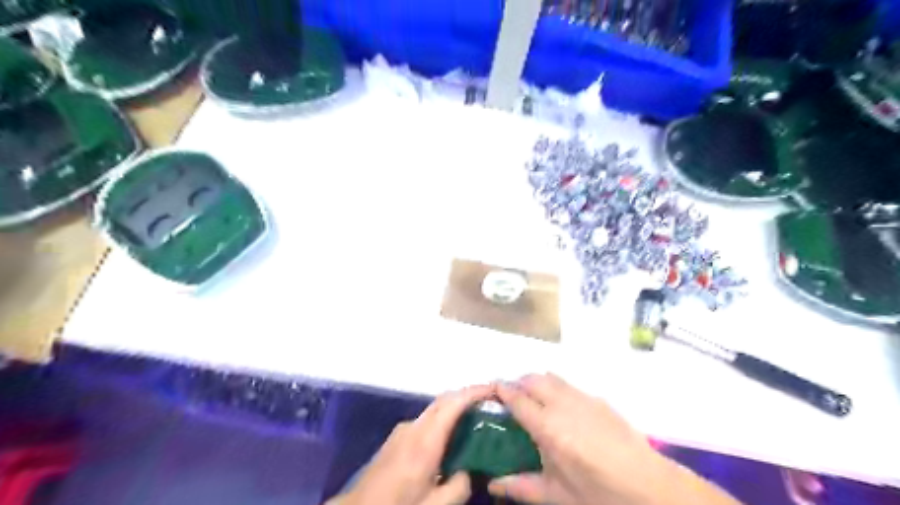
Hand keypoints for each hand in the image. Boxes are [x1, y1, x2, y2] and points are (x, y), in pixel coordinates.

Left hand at [330, 386, 495, 503]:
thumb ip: (459, 486)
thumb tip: (470, 469)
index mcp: (425, 440)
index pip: (453, 403)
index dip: (475, 392)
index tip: (495, 389)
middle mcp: (413, 427)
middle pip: (444, 401)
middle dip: (467, 396)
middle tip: (491, 403)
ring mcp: (402, 430)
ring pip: (434, 411)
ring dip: (454, 410)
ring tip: (475, 421)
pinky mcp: (395, 438)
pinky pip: (425, 422)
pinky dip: (441, 422)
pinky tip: (450, 440)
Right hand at [489, 373, 740, 503]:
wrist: (650, 488)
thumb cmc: (599, 495)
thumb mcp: (557, 496)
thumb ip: (521, 486)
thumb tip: (492, 485)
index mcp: (547, 427)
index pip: (516, 397)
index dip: (500, 390)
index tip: (490, 391)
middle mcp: (562, 404)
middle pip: (532, 379)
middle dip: (517, 382)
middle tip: (511, 399)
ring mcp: (583, 398)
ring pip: (551, 377)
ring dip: (537, 382)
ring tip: (534, 400)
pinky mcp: (599, 399)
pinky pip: (569, 385)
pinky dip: (557, 388)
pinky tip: (563, 410)